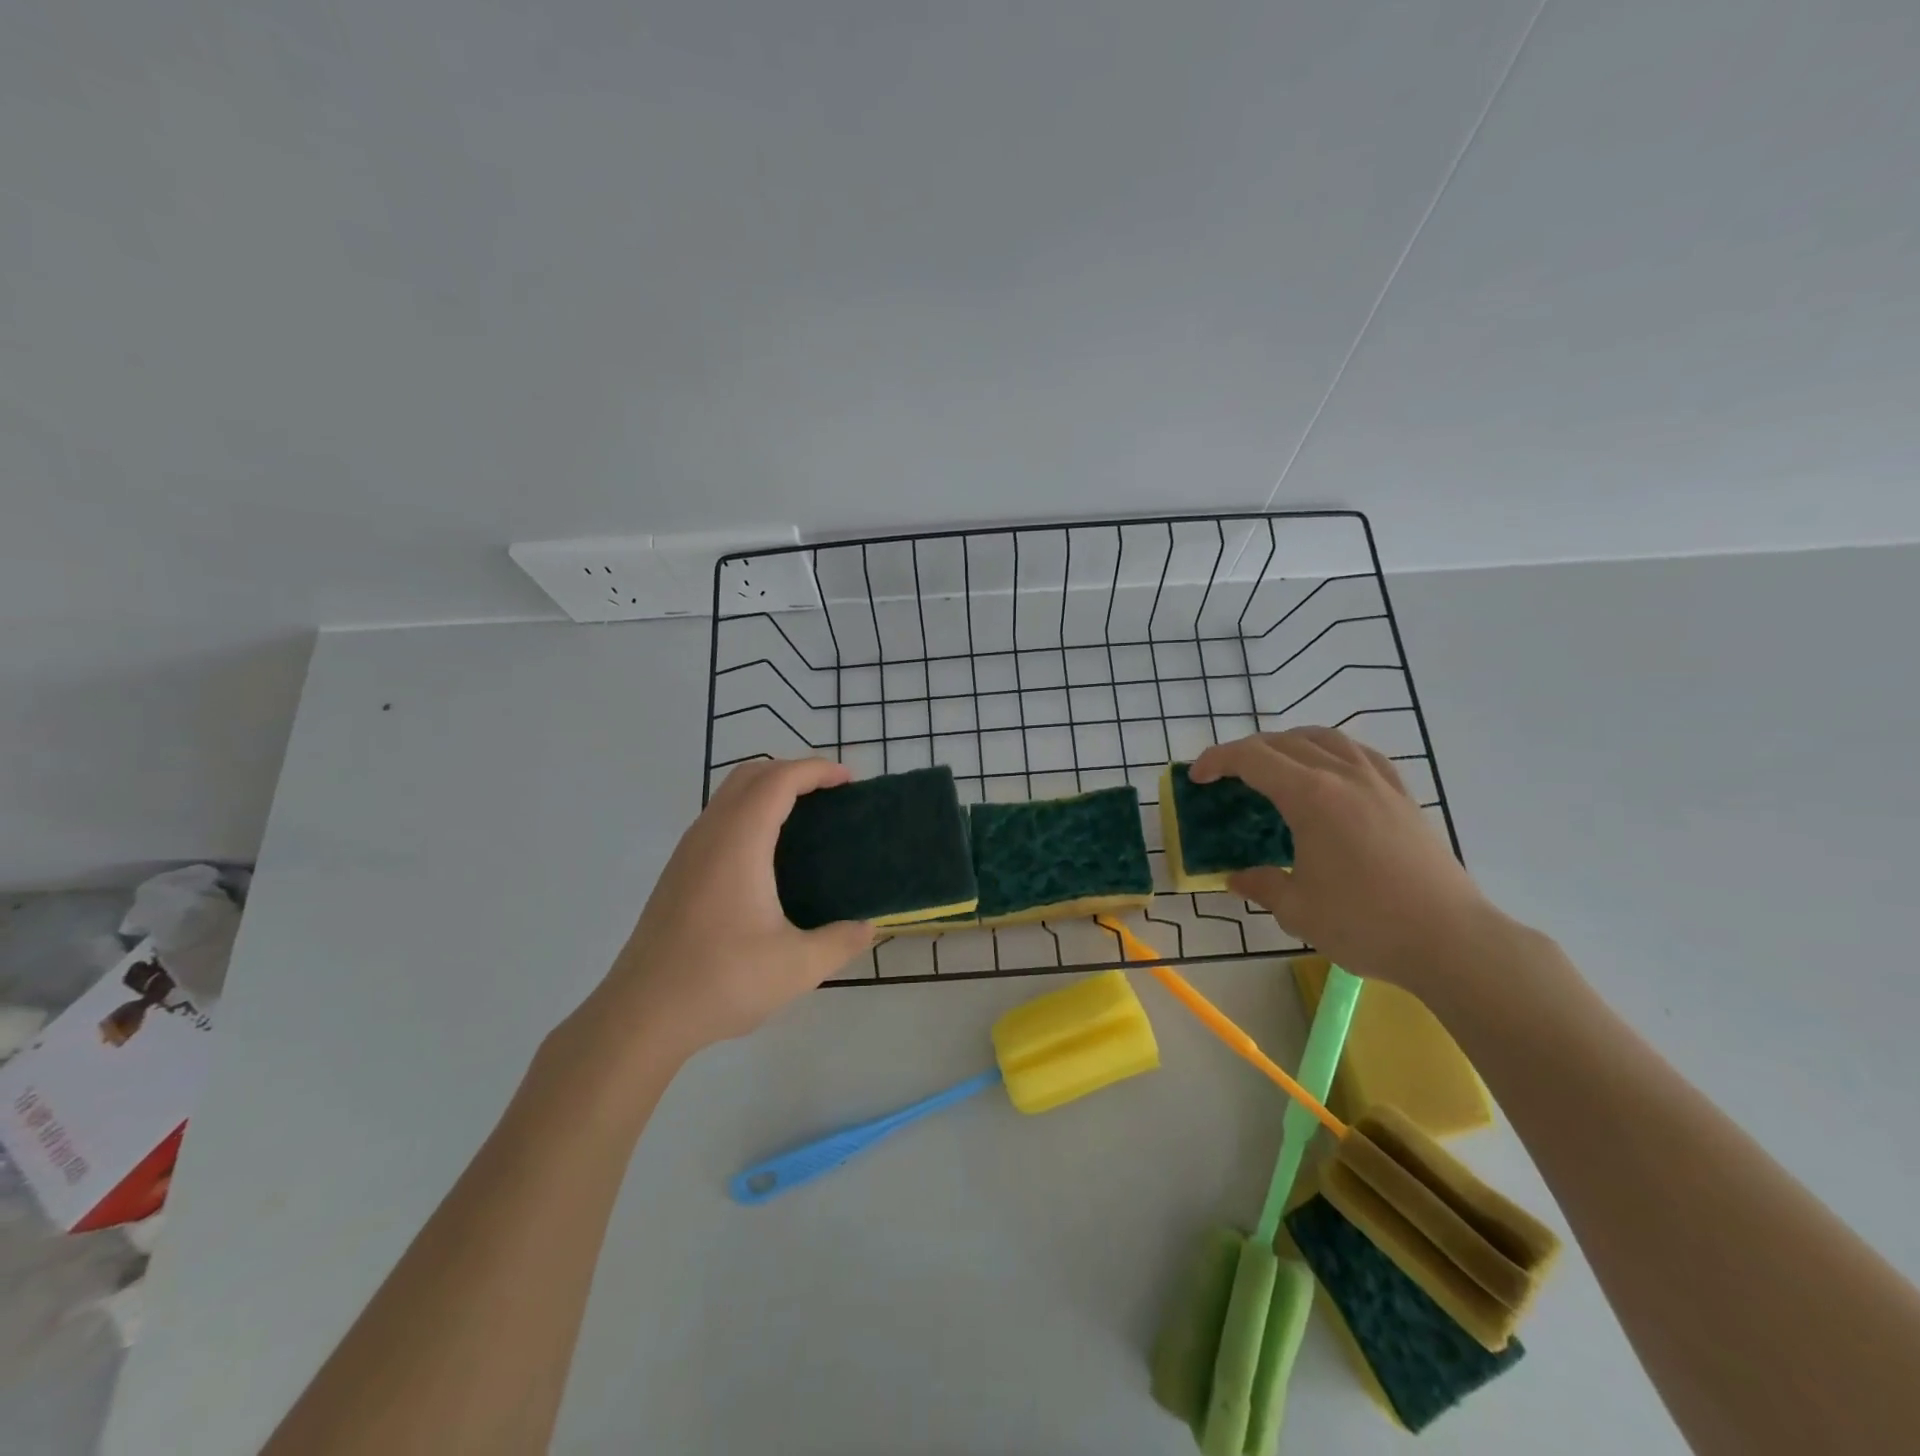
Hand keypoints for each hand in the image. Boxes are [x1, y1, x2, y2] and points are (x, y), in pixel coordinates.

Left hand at [592, 758, 873, 1058]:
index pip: (779, 780)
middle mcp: (709, 835)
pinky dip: (750, 812)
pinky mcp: (678, 873)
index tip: (850, 780)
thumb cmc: (720, 981)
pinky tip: (769, 854)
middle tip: (831, 794)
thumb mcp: (796, 967)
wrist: (640, 1015)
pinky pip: (718, 819)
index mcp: (739, 843)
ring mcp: (687, 852)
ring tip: (806, 818)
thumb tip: (868, 928)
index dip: (816, 770)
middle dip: (793, 771)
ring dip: (768, 790)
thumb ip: (840, 941)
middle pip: (750, 774)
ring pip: (729, 795)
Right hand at [1189, 728, 1494, 989]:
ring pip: (1326, 738)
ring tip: (1274, 763)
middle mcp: (1344, 776)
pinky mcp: (1404, 797)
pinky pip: (1361, 754)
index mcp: (1311, 796)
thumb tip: (1237, 879)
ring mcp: (1379, 783)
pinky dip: (1332, 751)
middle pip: (1285, 743)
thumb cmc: (1365, 923)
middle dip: (1247, 751)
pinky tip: (1331, 771)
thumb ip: (1262, 885)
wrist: (1451, 940)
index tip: (1197, 777)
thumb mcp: (1298, 910)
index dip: (1217, 760)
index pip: (1253, 759)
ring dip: (1290, 743)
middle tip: (1225, 775)